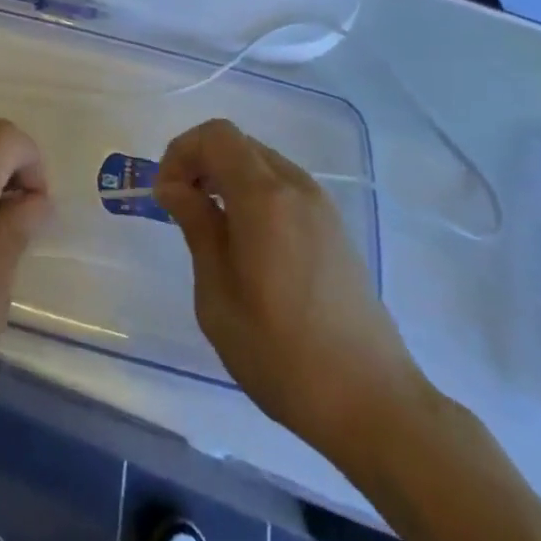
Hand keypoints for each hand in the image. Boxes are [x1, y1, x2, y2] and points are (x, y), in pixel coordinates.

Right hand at [154, 119, 429, 463]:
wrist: (374, 405)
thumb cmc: (282, 354)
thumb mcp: (218, 295)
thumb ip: (197, 228)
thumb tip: (174, 187)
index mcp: (265, 197)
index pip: (216, 135)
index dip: (181, 152)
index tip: (166, 195)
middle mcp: (296, 188)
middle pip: (238, 143)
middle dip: (200, 163)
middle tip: (180, 208)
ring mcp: (321, 207)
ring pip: (261, 163)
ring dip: (227, 178)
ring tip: (210, 228)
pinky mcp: (335, 229)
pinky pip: (283, 188)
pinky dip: (253, 194)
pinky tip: (246, 243)